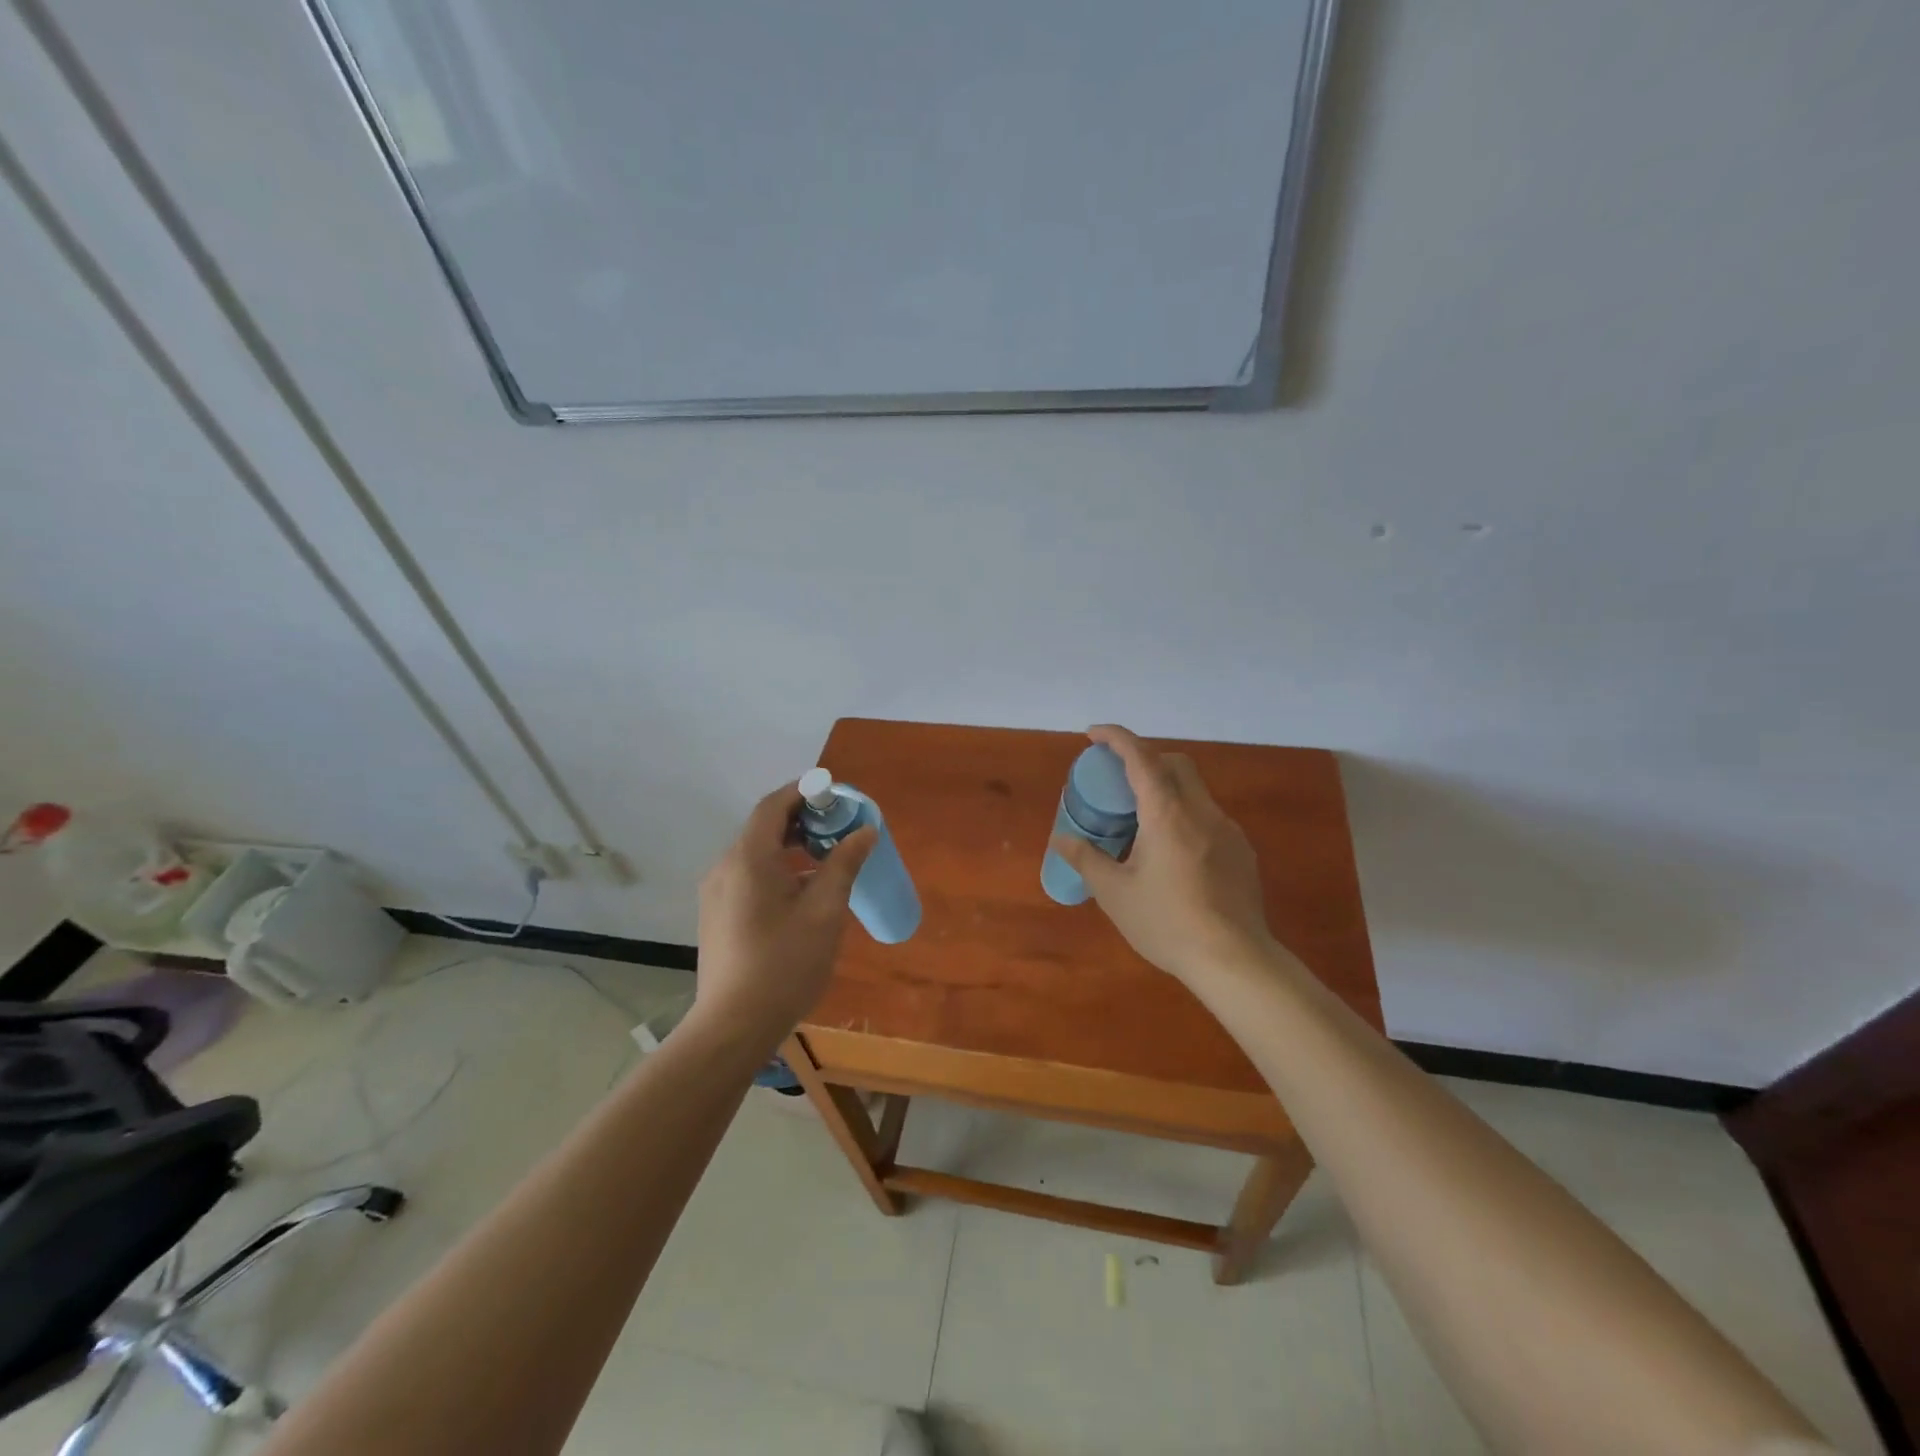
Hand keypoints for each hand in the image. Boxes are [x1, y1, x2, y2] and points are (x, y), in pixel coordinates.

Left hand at [693, 782, 876, 1048]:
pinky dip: (777, 869)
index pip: (774, 805)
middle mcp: (725, 867)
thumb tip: (865, 831)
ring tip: (827, 860)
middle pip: (764, 827)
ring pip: (756, 853)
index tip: (836, 795)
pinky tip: (802, 893)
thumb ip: (844, 865)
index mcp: (749, 858)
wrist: (733, 1026)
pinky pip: (748, 875)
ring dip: (791, 846)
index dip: (804, 792)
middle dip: (803, 820)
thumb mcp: (825, 912)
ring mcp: (716, 893)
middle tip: (839, 828)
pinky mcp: (717, 915)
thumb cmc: (784, 964)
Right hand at [1049, 725, 1275, 986]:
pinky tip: (1172, 854)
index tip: (1093, 734)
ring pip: (1195, 790)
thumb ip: (1086, 859)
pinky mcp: (1241, 852)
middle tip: (1118, 779)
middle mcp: (1201, 811)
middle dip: (1144, 758)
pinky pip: (1208, 818)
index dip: (1116, 738)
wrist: (1234, 960)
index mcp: (1166, 813)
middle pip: (1175, 763)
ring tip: (1141, 822)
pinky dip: (1184, 816)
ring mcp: (1227, 830)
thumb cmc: (1167, 922)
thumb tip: (1060, 839)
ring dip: (1166, 789)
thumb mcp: (1115, 893)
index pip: (1141, 757)